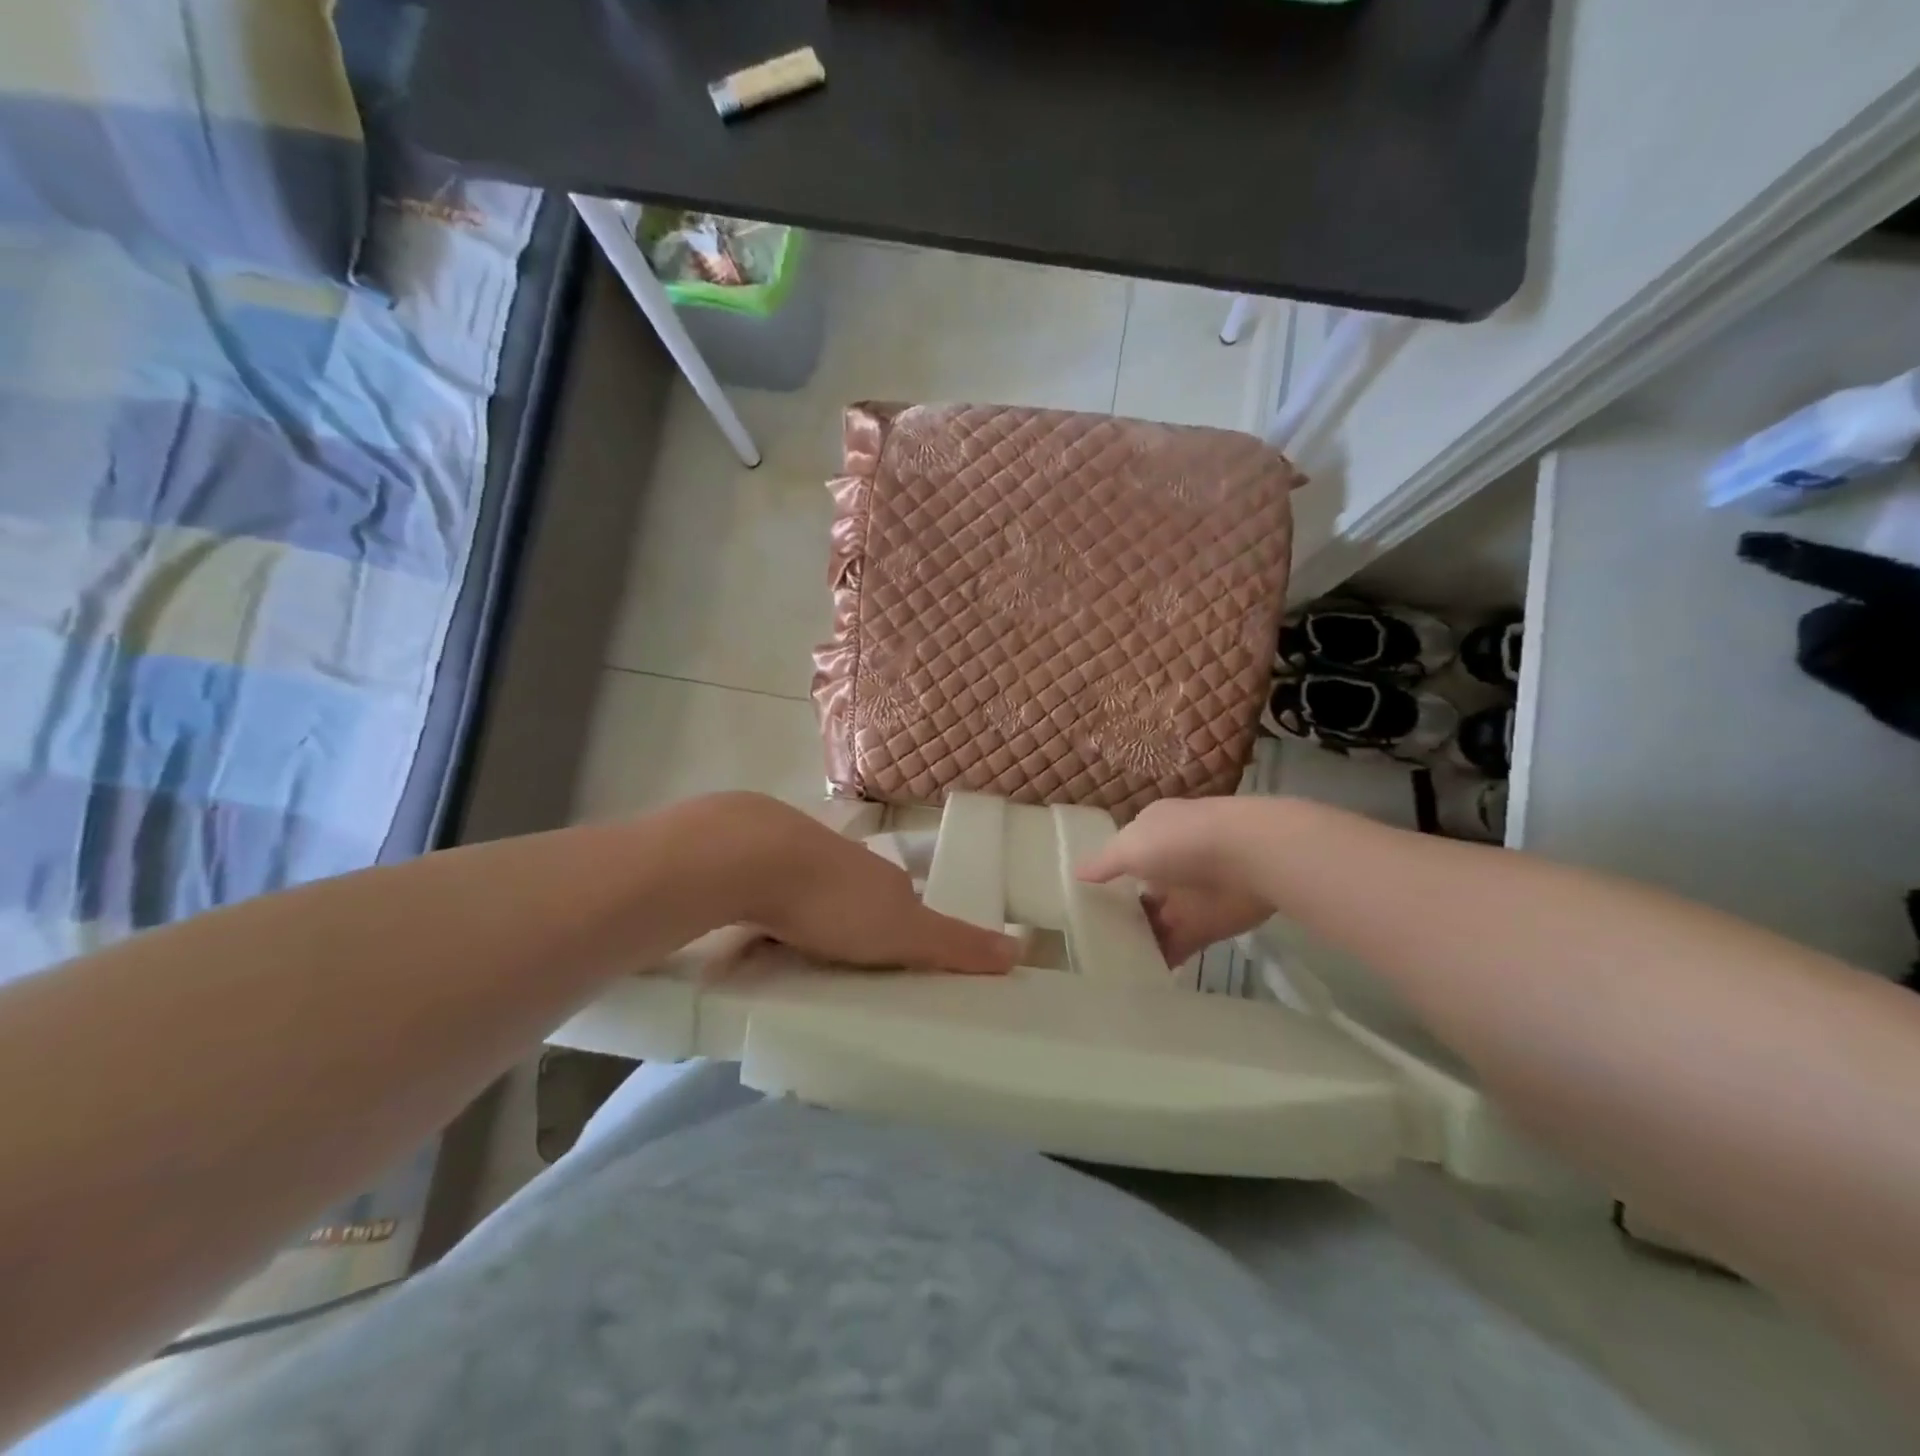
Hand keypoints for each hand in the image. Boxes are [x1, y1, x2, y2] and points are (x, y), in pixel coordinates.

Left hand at [711, 796, 1017, 974]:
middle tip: (849, 972)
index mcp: (885, 877)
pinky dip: (777, 914)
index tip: (897, 967)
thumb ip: (954, 945)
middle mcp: (848, 862)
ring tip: (804, 959)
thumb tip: (1019, 949)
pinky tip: (763, 936)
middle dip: (858, 928)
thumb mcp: (904, 933)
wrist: (753, 856)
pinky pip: (777, 895)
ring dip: (815, 920)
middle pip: (861, 899)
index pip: (906, 906)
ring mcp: (800, 859)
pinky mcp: (758, 863)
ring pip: (817, 894)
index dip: (906, 933)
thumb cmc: (835, 900)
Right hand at [1077, 798, 1273, 963]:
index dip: (1103, 877)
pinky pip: (1177, 946)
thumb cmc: (1183, 841)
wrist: (1253, 858)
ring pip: (1155, 921)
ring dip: (1136, 940)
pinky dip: (1160, 959)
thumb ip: (1104, 864)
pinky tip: (1135, 976)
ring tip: (1102, 965)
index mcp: (1151, 833)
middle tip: (1085, 941)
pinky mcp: (1207, 926)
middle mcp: (1169, 862)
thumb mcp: (1130, 846)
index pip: (1122, 855)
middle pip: (1137, 892)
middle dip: (1117, 913)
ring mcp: (1188, 896)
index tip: (1079, 901)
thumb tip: (1076, 873)